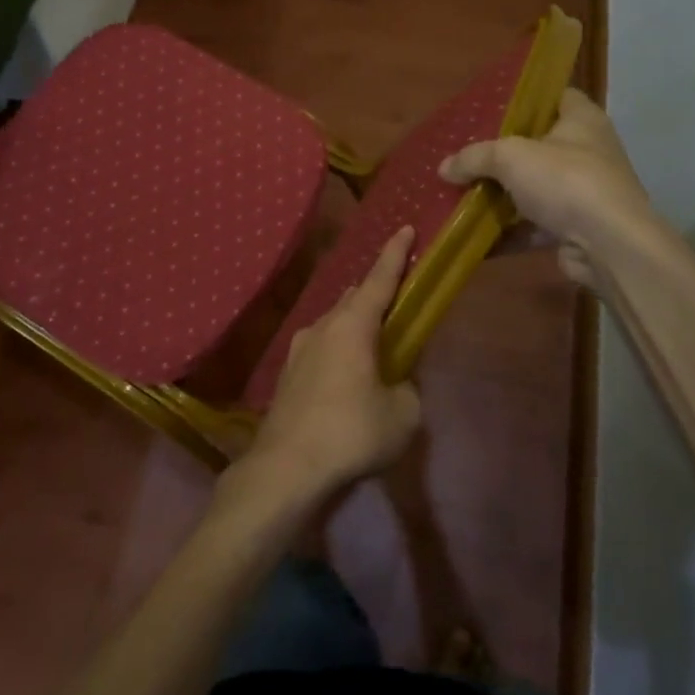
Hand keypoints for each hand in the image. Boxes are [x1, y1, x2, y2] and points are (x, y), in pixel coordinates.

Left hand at [230, 227, 421, 507]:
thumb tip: (397, 383)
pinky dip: (339, 348)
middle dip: (376, 293)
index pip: (380, 279)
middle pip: (354, 298)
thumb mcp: (402, 414)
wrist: (286, 466)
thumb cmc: (351, 432)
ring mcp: (299, 349)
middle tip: (396, 298)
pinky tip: (346, 374)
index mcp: (353, 326)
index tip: (405, 228)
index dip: (396, 254)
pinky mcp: (288, 373)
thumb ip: (407, 389)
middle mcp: (323, 326)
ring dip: (355, 324)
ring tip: (374, 342)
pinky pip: (321, 347)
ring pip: (334, 323)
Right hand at [440, 88, 658, 287]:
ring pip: (535, 188)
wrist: (608, 246)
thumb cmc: (565, 181)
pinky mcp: (576, 228)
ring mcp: (584, 192)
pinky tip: (475, 234)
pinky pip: (534, 225)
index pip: (558, 96)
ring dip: (503, 195)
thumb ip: (475, 158)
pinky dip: (509, 230)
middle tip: (468, 152)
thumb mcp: (510, 157)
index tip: (493, 107)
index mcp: (582, 120)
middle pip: (540, 145)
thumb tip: (444, 168)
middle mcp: (588, 151)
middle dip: (504, 152)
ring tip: (463, 192)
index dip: (528, 98)